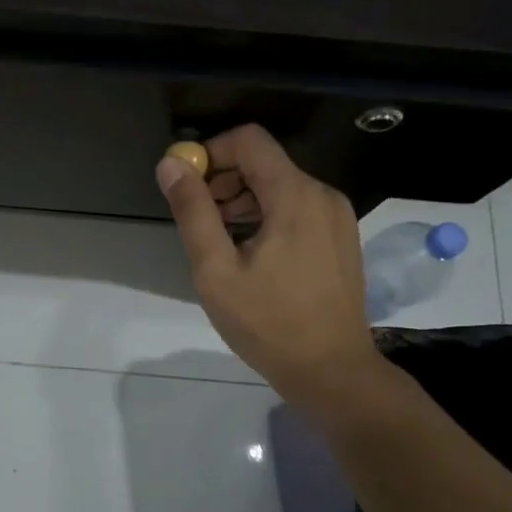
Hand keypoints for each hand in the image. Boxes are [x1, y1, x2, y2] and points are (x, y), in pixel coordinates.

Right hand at [156, 125, 391, 411]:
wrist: (332, 371)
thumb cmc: (268, 323)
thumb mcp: (216, 269)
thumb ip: (193, 211)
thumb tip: (170, 164)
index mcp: (294, 195)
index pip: (248, 140)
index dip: (210, 153)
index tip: (187, 188)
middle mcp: (322, 194)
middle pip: (263, 162)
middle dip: (223, 181)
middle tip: (199, 221)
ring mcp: (336, 216)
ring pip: (280, 186)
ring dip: (242, 201)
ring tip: (220, 243)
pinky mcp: (340, 237)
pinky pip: (297, 208)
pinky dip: (266, 216)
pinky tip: (251, 255)